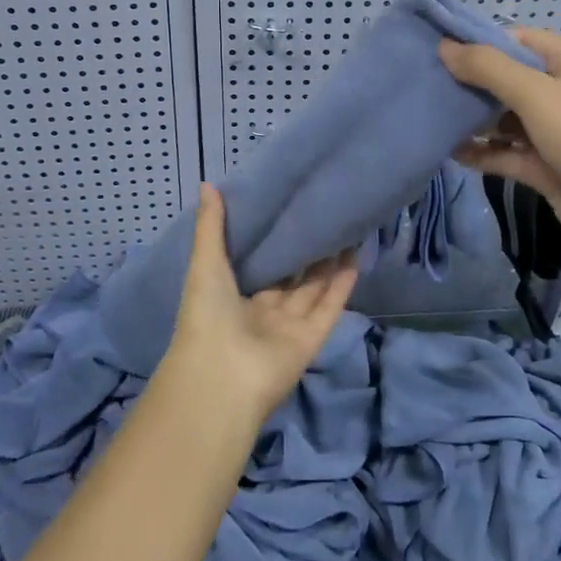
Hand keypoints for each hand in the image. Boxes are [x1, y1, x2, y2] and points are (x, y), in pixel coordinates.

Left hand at [163, 185, 357, 426]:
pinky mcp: (310, 340)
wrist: (220, 376)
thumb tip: (207, 183)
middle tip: (323, 215)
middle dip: (306, 251)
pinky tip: (354, 256)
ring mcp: (287, 328)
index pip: (257, 265)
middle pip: (290, 278)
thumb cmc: (206, 315)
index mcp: (232, 297)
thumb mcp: (205, 263)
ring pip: (312, 290)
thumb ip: (211, 226)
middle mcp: (261, 312)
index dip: (273, 241)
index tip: (288, 210)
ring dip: (328, 263)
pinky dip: (342, 285)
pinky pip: (328, 308)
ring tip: (345, 229)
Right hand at [438, 27, 560, 265]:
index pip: (521, 41)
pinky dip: (481, 151)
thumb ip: (487, 68)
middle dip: (471, 82)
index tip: (442, 48)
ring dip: (473, 119)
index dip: (483, 41)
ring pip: (504, 118)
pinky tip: (450, 151)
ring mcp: (553, 133)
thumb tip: (444, 47)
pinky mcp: (544, 167)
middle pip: (508, 79)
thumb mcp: (535, 94)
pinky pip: (505, 152)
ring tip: (432, 115)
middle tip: (428, 82)